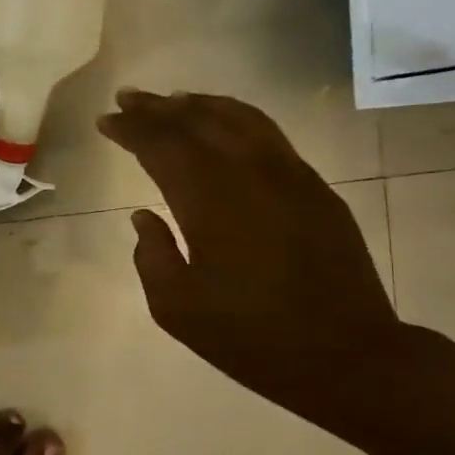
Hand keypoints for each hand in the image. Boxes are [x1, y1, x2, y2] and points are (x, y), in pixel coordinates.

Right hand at [97, 90, 402, 410]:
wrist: (348, 356)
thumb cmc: (252, 338)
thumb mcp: (177, 310)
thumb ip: (152, 256)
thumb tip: (144, 216)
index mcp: (211, 205)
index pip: (163, 147)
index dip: (131, 129)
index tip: (106, 120)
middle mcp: (250, 176)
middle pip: (198, 123)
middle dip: (157, 108)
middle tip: (126, 98)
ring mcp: (290, 177)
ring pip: (238, 119)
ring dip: (198, 104)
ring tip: (170, 99)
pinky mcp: (315, 187)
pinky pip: (269, 134)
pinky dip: (237, 117)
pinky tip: (223, 121)